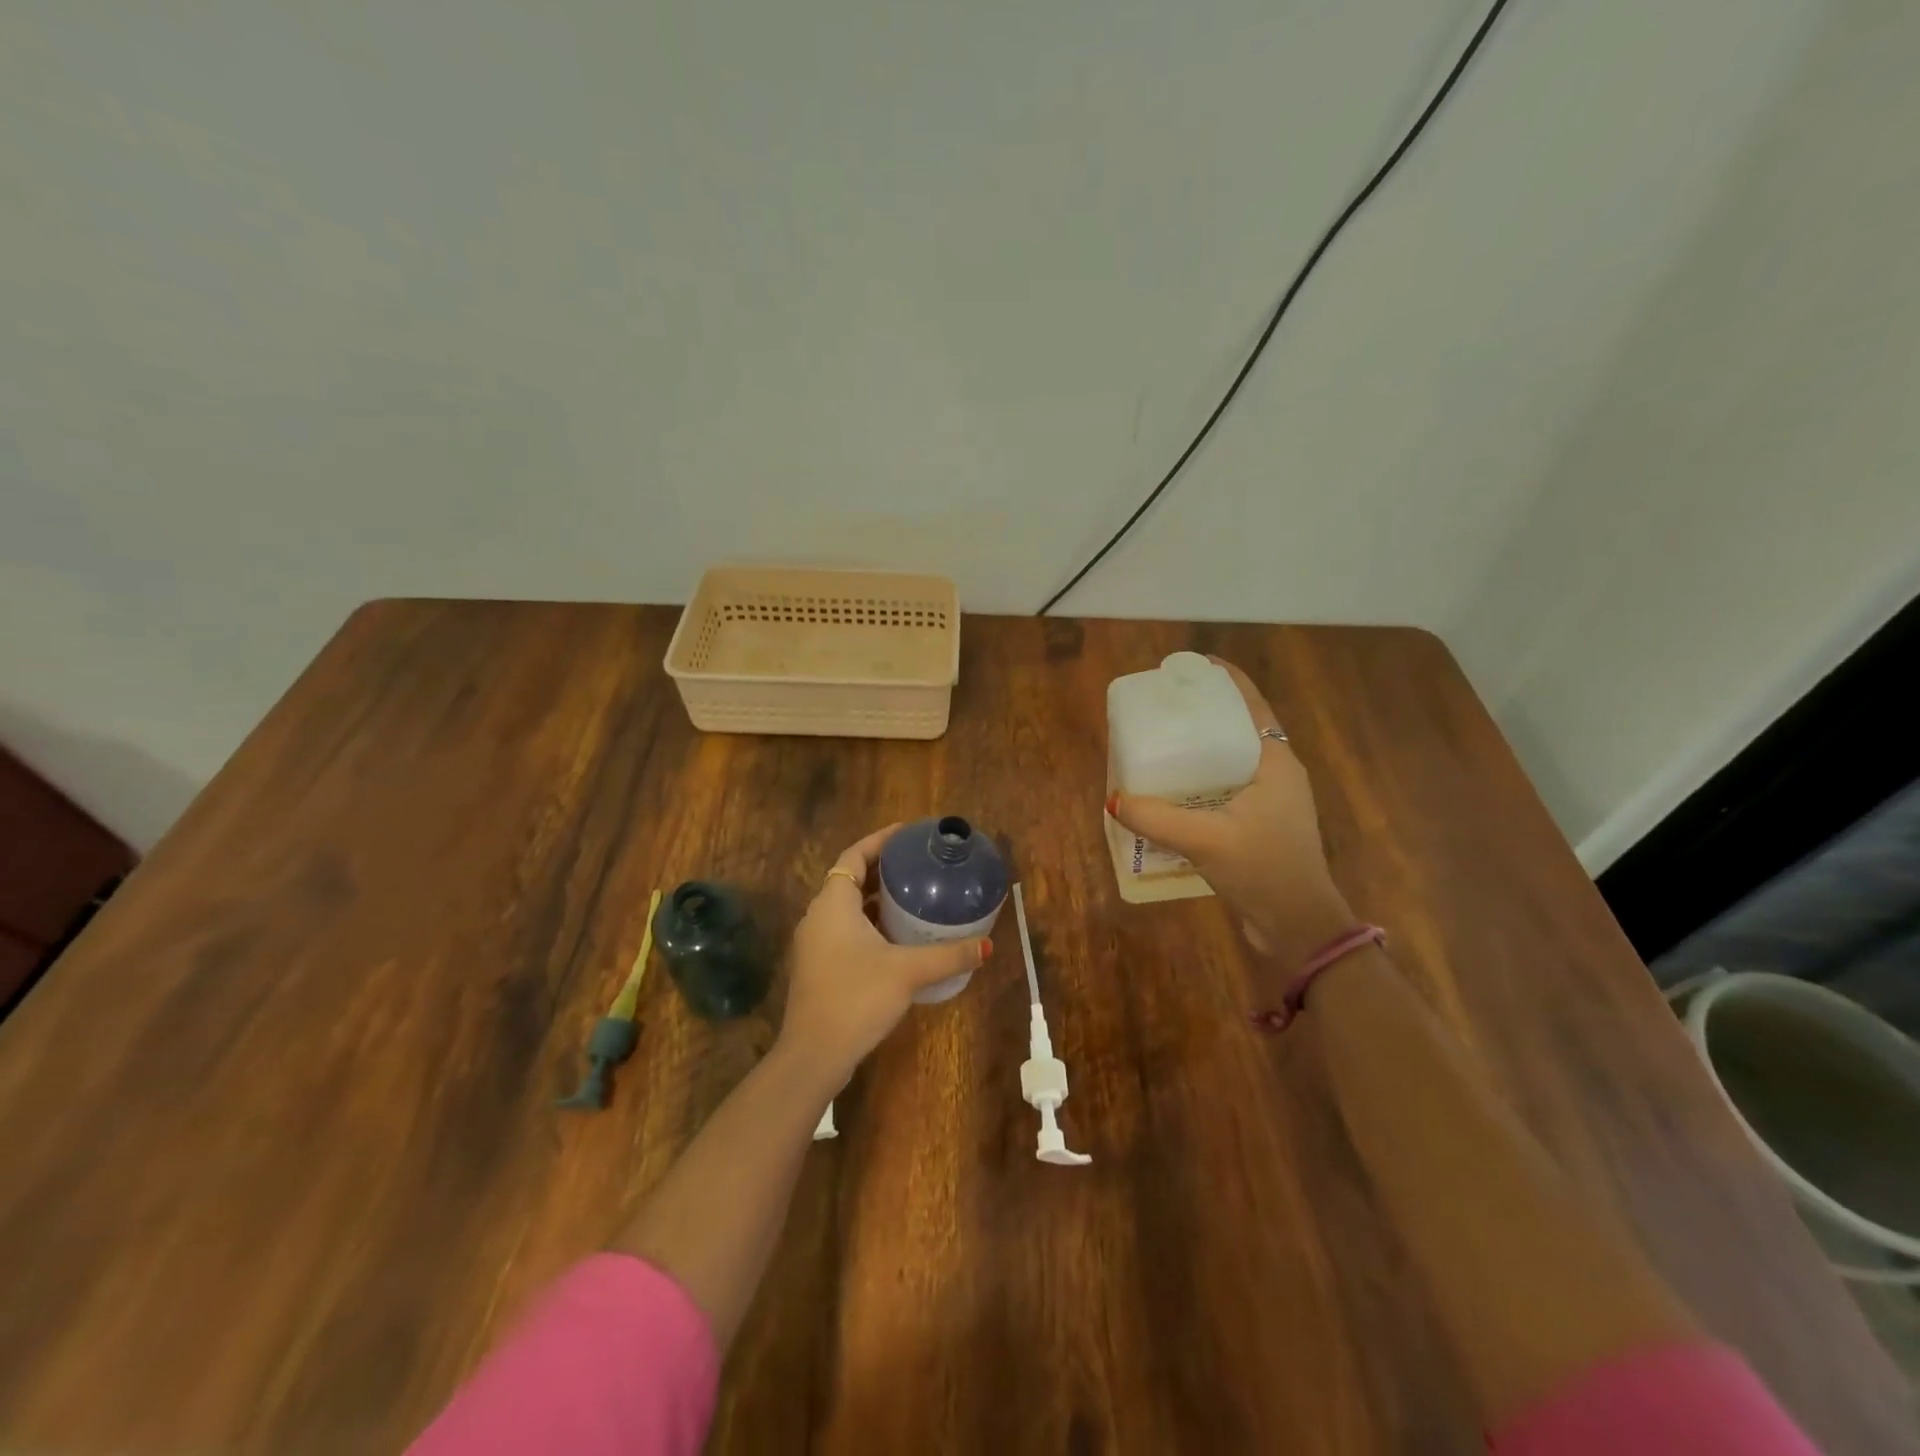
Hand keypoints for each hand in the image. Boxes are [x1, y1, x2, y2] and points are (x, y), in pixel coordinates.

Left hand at [777, 824, 991, 1090]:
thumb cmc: (856, 998)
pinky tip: (897, 939)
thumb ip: (948, 955)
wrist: (814, 1055)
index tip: (907, 833)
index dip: (879, 841)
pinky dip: (869, 925)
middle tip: (917, 865)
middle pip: (849, 880)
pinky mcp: (818, 968)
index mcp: (833, 904)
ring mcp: (815, 944)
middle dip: (881, 870)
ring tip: (912, 897)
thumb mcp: (908, 972)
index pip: (854, 856)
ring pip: (846, 909)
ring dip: (875, 900)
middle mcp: (818, 917)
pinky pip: (845, 931)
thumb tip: (986, 946)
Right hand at [1108, 658, 1353, 961]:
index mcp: (1276, 762)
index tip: (1191, 667)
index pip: (1253, 705)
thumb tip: (1114, 799)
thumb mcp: (1205, 840)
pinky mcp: (1261, 825)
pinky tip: (1173, 792)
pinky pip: (1228, 788)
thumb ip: (1156, 819)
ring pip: (1233, 760)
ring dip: (1203, 749)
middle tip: (1165, 707)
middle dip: (1205, 713)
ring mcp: (1272, 801)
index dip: (1226, 680)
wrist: (1299, 926)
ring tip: (1163, 744)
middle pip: (1240, 728)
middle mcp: (1277, 774)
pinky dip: (1203, 781)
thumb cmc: (1263, 870)